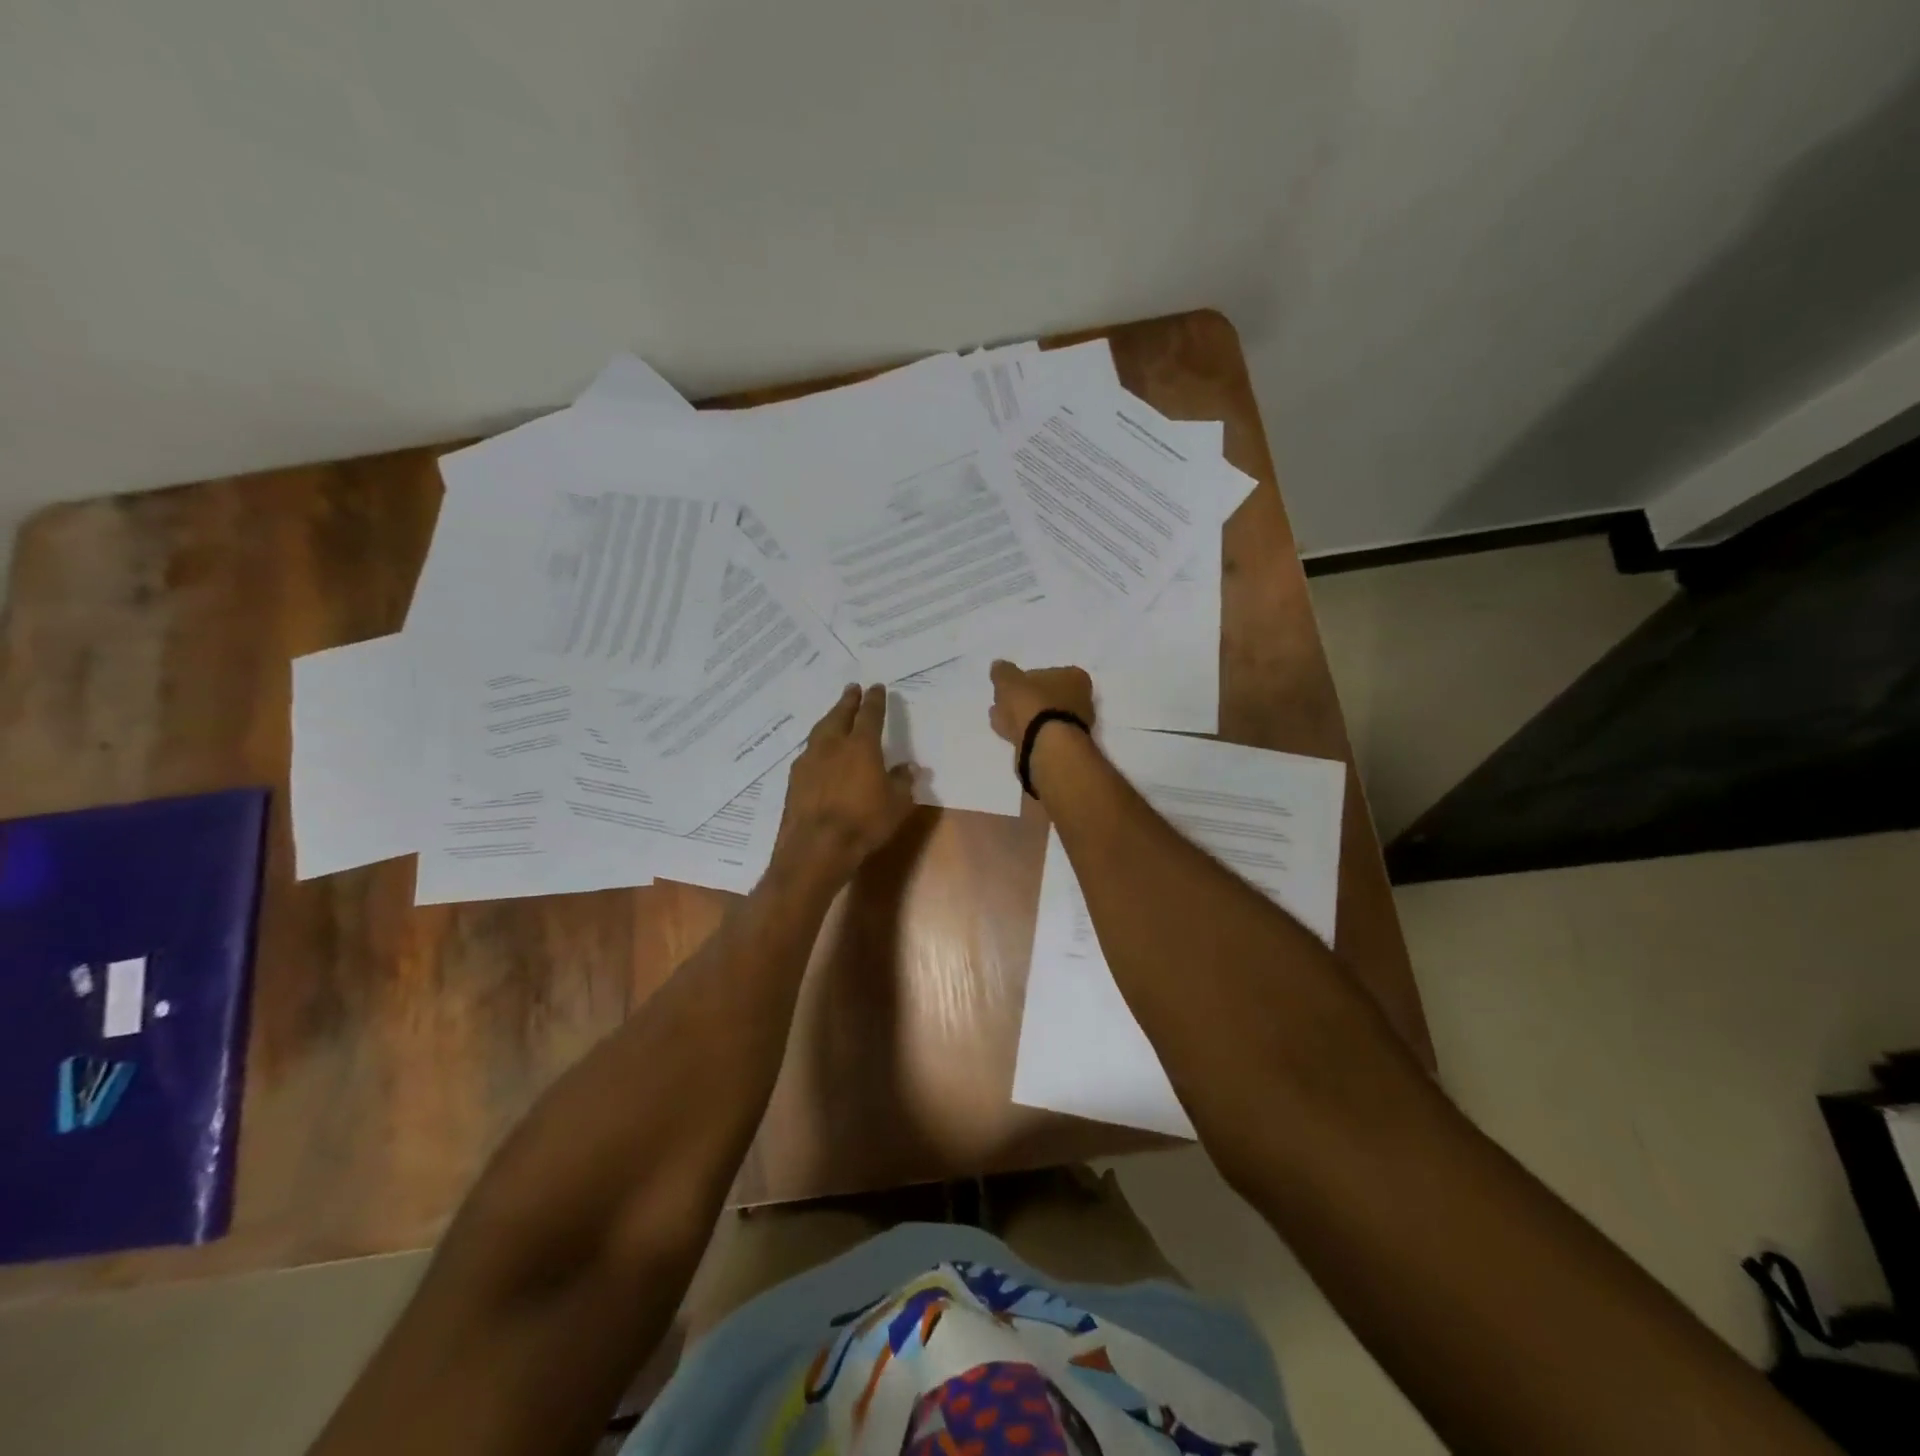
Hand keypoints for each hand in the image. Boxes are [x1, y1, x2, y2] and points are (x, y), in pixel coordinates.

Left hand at [771, 684, 915, 890]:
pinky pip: (808, 752)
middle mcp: (832, 746)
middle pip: (839, 715)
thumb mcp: (896, 804)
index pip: (870, 715)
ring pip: (820, 731)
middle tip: (851, 689)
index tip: (877, 688)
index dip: (874, 700)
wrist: (816, 847)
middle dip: (847, 701)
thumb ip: (903, 782)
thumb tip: (909, 767)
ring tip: (834, 715)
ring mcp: (809, 761)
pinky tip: (819, 752)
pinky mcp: (794, 779)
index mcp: (861, 746)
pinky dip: (817, 746)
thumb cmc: (864, 823)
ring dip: (829, 719)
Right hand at [988, 660, 1096, 747]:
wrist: (1048, 745)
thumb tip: (999, 666)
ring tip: (1001, 720)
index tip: (1010, 688)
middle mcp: (1082, 700)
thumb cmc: (1033, 704)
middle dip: (1025, 701)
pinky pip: (1041, 734)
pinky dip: (1027, 733)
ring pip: (1043, 717)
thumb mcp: (1010, 681)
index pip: (1048, 673)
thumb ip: (1003, 672)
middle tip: (1003, 704)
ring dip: (1024, 718)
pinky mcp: (1065, 747)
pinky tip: (1011, 735)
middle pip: (1046, 697)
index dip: (1026, 680)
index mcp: (1075, 678)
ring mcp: (1075, 726)